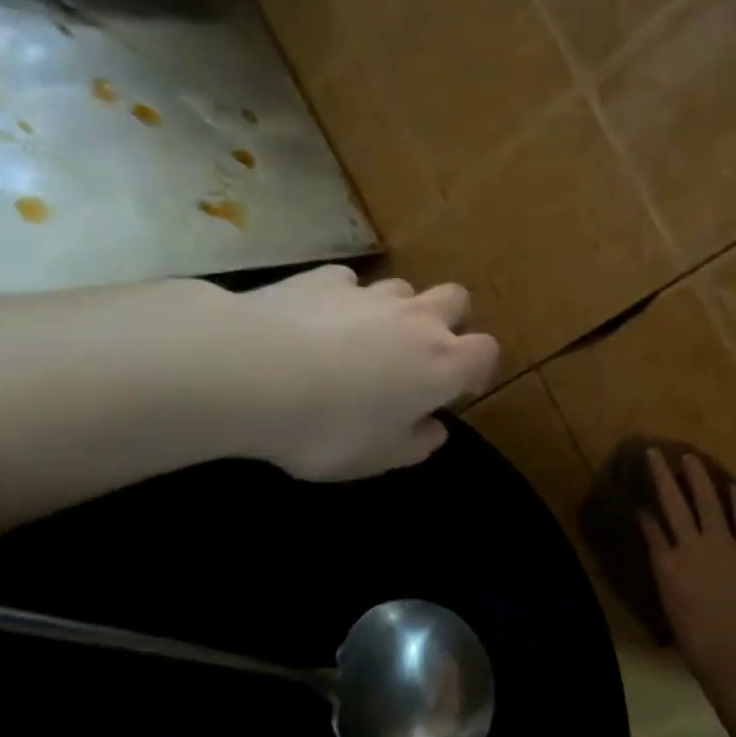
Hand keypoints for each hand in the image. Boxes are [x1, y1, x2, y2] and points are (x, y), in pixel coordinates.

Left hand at [204, 266, 498, 480]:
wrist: (249, 373)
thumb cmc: (329, 427)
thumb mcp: (378, 458)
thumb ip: (416, 443)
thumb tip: (433, 429)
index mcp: (442, 363)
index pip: (486, 351)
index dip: (477, 368)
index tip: (456, 390)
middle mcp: (416, 319)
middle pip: (456, 299)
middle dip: (448, 321)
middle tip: (420, 354)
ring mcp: (369, 293)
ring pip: (403, 288)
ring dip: (396, 310)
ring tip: (364, 339)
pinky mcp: (322, 279)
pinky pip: (347, 283)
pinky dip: (342, 300)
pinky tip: (316, 322)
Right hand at [641, 449, 735, 699]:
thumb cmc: (701, 646)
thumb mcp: (672, 609)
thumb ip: (667, 576)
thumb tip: (666, 555)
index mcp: (668, 566)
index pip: (651, 529)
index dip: (645, 511)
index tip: (640, 498)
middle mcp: (692, 547)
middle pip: (673, 503)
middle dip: (663, 476)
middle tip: (655, 453)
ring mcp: (725, 544)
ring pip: (707, 501)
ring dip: (698, 477)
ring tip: (690, 458)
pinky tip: (732, 486)